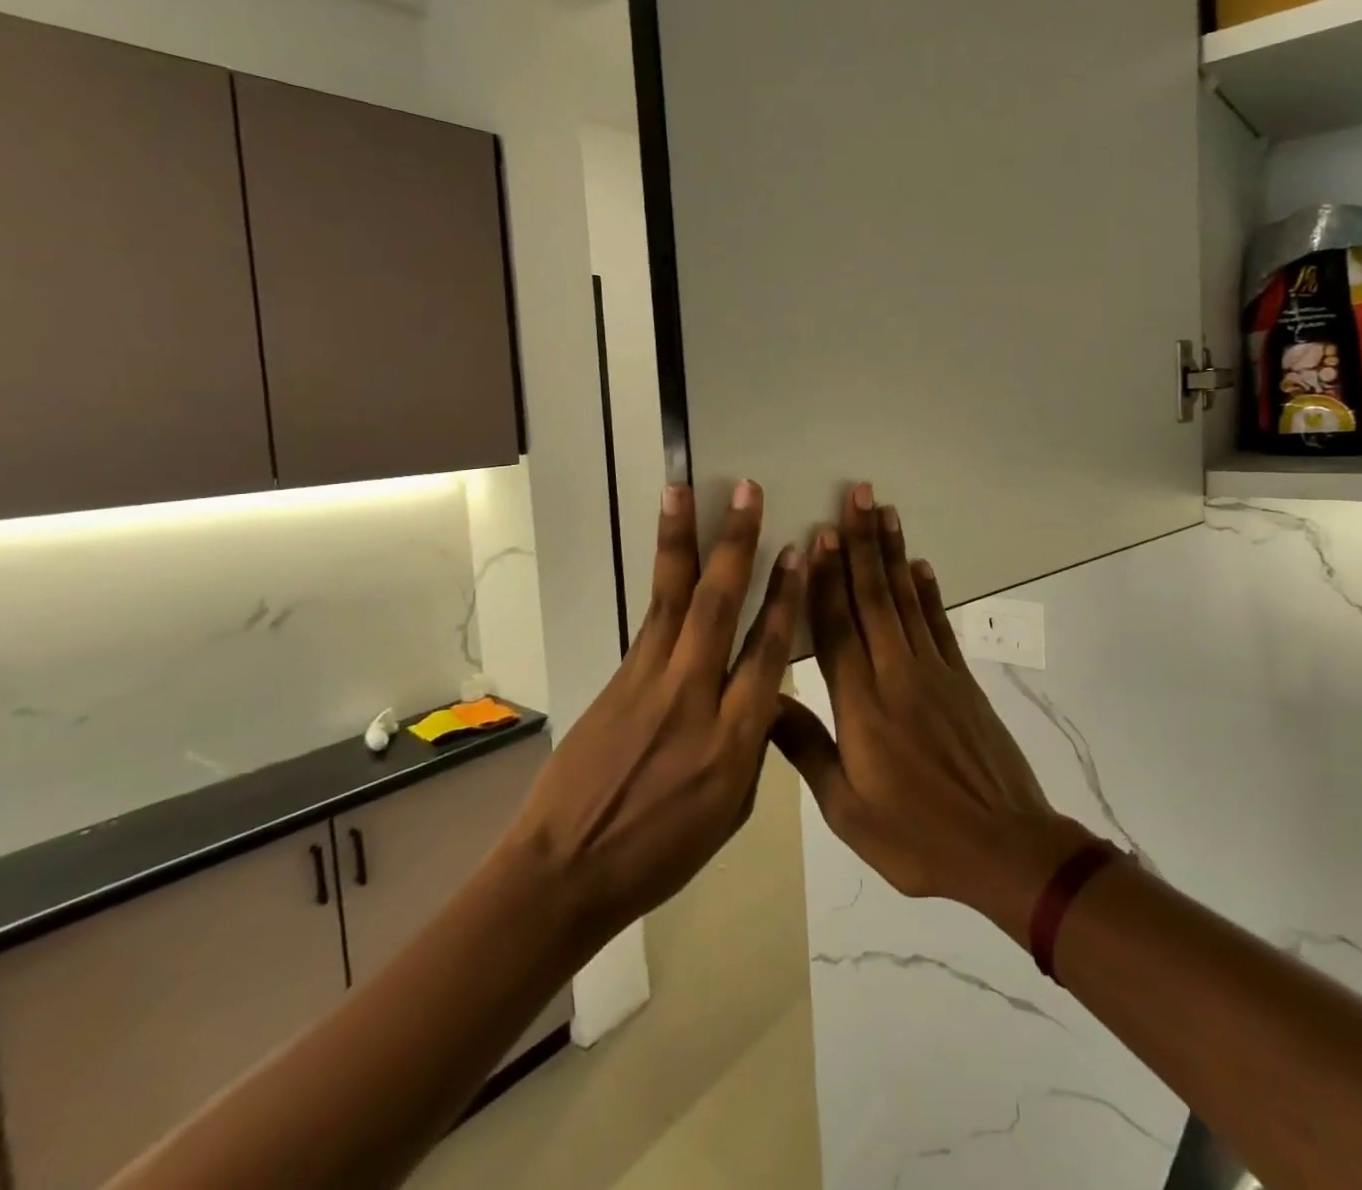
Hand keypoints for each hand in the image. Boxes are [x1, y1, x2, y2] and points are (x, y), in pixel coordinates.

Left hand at [509, 480, 803, 937]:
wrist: (565, 871)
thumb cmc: (660, 853)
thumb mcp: (731, 810)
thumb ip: (753, 745)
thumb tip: (762, 695)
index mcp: (734, 739)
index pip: (768, 650)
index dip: (784, 596)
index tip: (797, 551)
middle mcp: (694, 697)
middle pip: (719, 606)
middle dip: (736, 543)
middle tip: (747, 492)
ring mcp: (649, 683)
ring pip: (673, 598)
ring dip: (682, 540)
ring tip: (683, 490)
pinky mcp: (617, 680)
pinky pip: (649, 621)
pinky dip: (662, 580)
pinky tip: (670, 551)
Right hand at [774, 484, 1093, 933]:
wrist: (1004, 849)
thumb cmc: (917, 836)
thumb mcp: (847, 810)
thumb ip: (807, 748)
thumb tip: (765, 701)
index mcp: (862, 706)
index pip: (837, 628)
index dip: (825, 579)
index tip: (818, 534)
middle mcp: (897, 675)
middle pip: (874, 598)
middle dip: (862, 544)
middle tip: (856, 495)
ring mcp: (936, 673)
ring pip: (908, 601)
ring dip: (894, 553)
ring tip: (885, 511)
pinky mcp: (962, 681)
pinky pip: (940, 625)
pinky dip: (930, 592)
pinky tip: (922, 566)